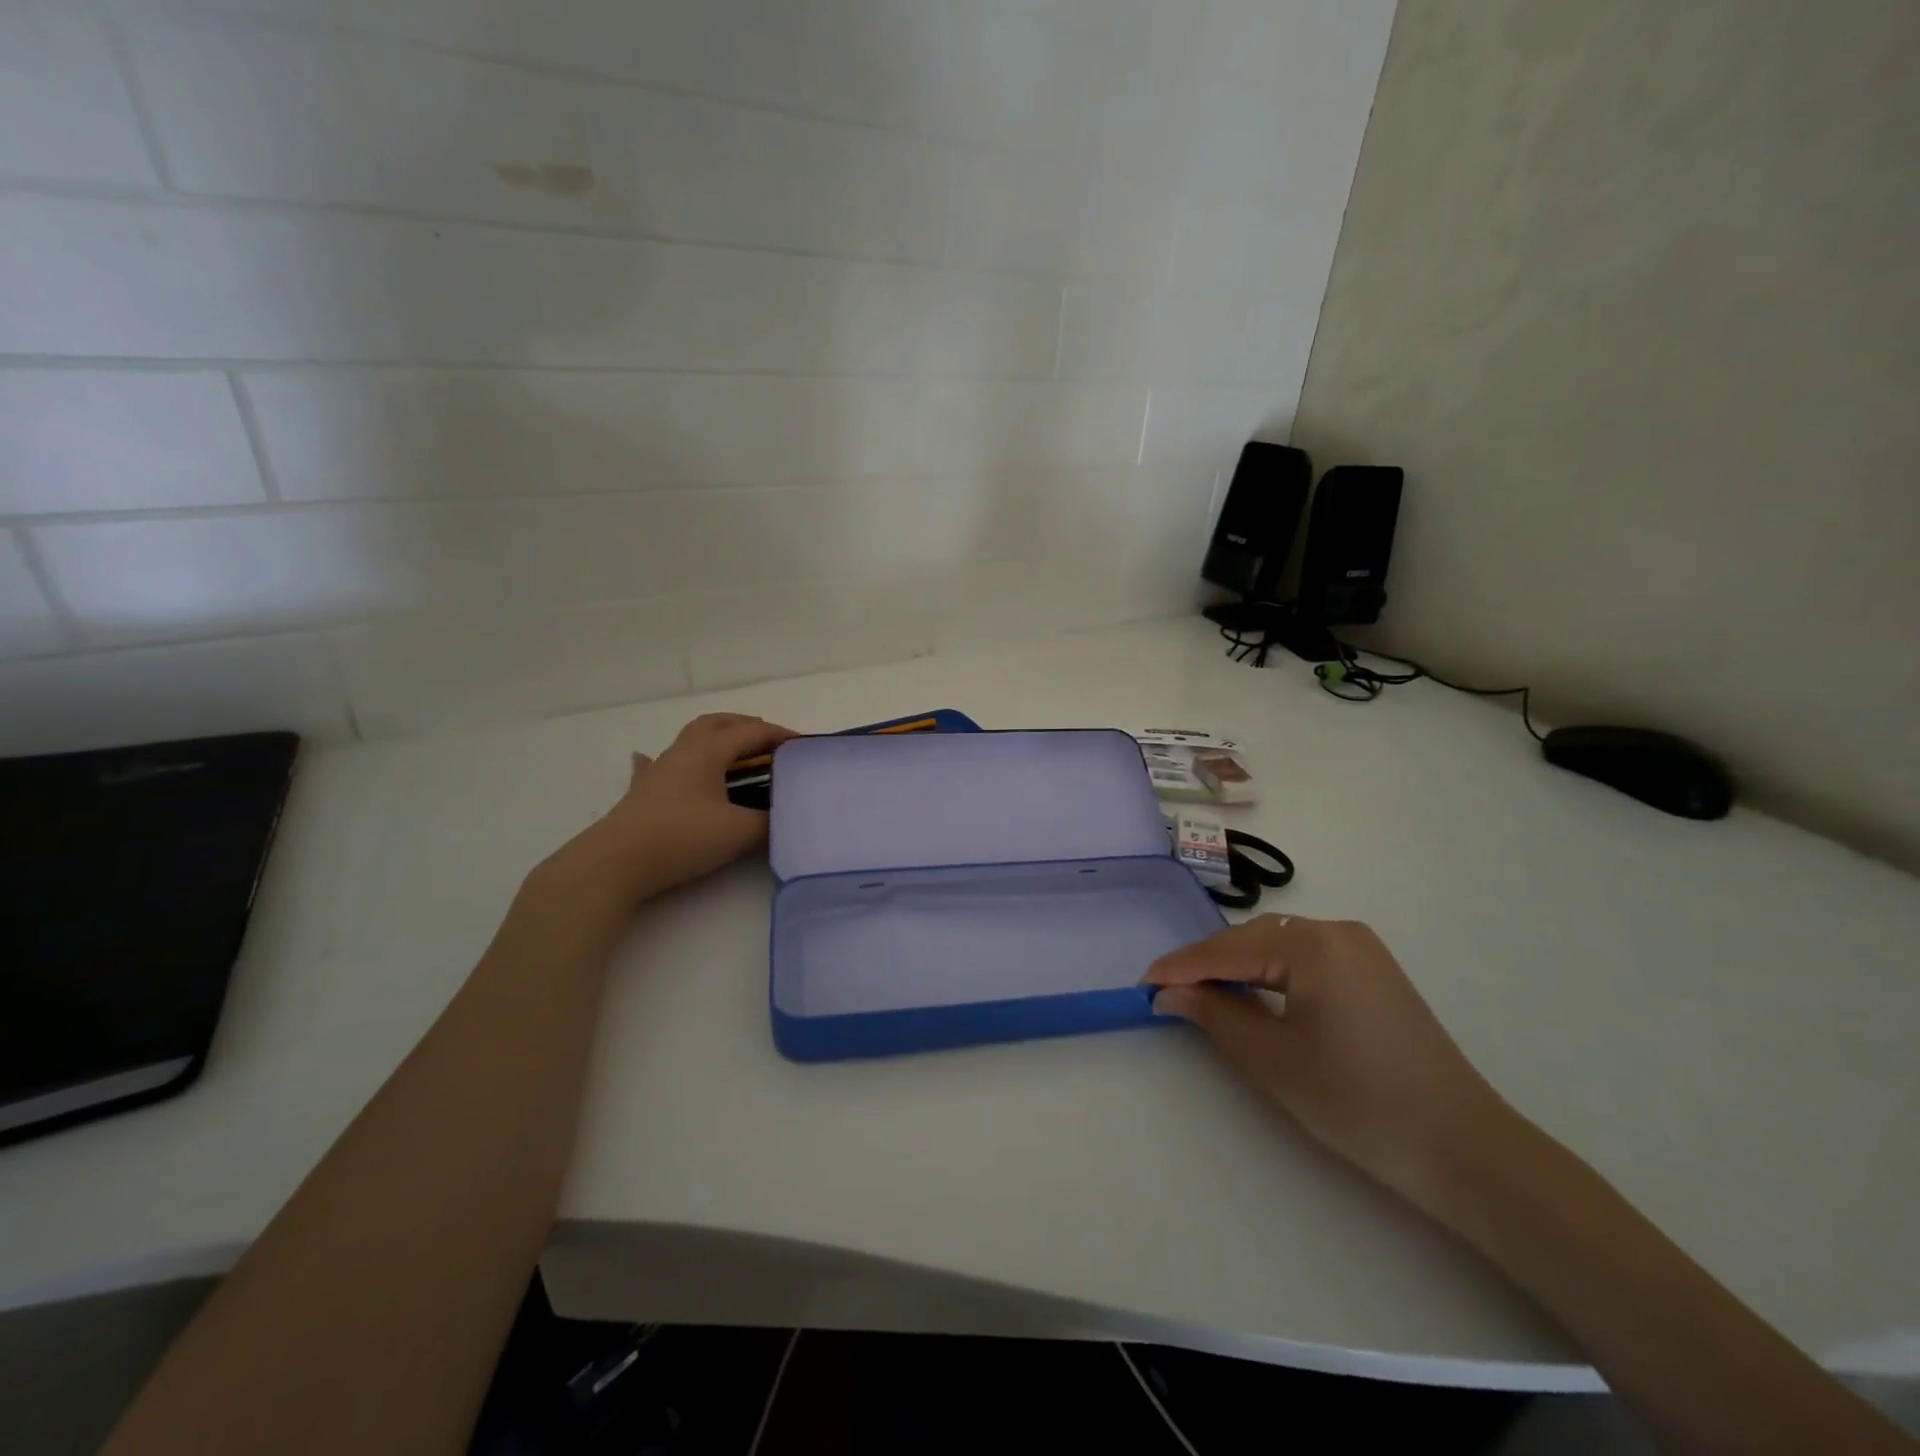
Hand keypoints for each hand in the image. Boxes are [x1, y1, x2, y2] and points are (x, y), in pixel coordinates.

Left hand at [542, 713, 797, 905]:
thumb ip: (771, 823)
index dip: (782, 737)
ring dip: (718, 739)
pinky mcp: (643, 793)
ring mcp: (660, 770)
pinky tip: (660, 762)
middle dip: (747, 727)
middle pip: (718, 723)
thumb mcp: (739, 833)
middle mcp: (683, 751)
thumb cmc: (681, 838)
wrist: (616, 864)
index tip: (806, 748)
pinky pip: (659, 764)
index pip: (752, 733)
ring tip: (735, 753)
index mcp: (708, 751)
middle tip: (771, 742)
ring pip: (692, 739)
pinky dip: (673, 761)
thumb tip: (790, 819)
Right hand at [1144, 915, 1514, 1214]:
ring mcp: (1360, 949)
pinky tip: (1252, 995)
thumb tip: (1168, 993)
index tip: (1142, 983)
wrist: (1464, 1149)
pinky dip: (1271, 974)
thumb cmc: (1359, 1102)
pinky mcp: (1373, 971)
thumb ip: (1214, 1016)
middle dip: (1208, 965)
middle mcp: (1337, 931)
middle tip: (1168, 994)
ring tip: (1203, 996)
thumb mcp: (1273, 1060)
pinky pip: (1304, 959)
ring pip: (1277, 946)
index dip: (1181, 967)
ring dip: (1238, 967)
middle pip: (1252, 940)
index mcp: (1313, 945)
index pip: (1228, 950)